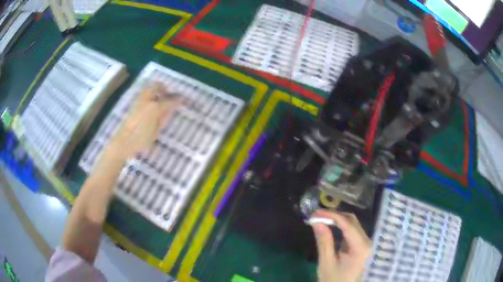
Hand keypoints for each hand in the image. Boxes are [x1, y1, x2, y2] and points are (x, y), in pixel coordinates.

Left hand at [108, 83, 181, 159]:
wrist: (123, 142)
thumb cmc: (141, 140)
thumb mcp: (156, 131)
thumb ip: (163, 118)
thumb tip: (169, 110)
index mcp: (154, 108)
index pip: (169, 100)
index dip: (177, 100)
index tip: (182, 100)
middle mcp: (147, 101)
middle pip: (156, 86)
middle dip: (163, 87)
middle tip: (168, 92)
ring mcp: (138, 102)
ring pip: (148, 89)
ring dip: (155, 89)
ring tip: (159, 96)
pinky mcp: (132, 106)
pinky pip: (142, 94)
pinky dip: (148, 94)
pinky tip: (150, 103)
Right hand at [311, 210, 371, 281]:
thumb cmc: (334, 279)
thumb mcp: (326, 262)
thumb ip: (324, 242)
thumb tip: (317, 222)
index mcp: (360, 247)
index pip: (348, 225)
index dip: (332, 216)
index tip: (316, 213)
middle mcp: (366, 241)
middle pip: (352, 221)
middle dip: (334, 215)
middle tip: (316, 215)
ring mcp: (364, 242)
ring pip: (352, 223)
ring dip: (337, 219)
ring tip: (320, 218)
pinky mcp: (360, 244)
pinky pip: (351, 230)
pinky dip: (339, 225)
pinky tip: (329, 225)